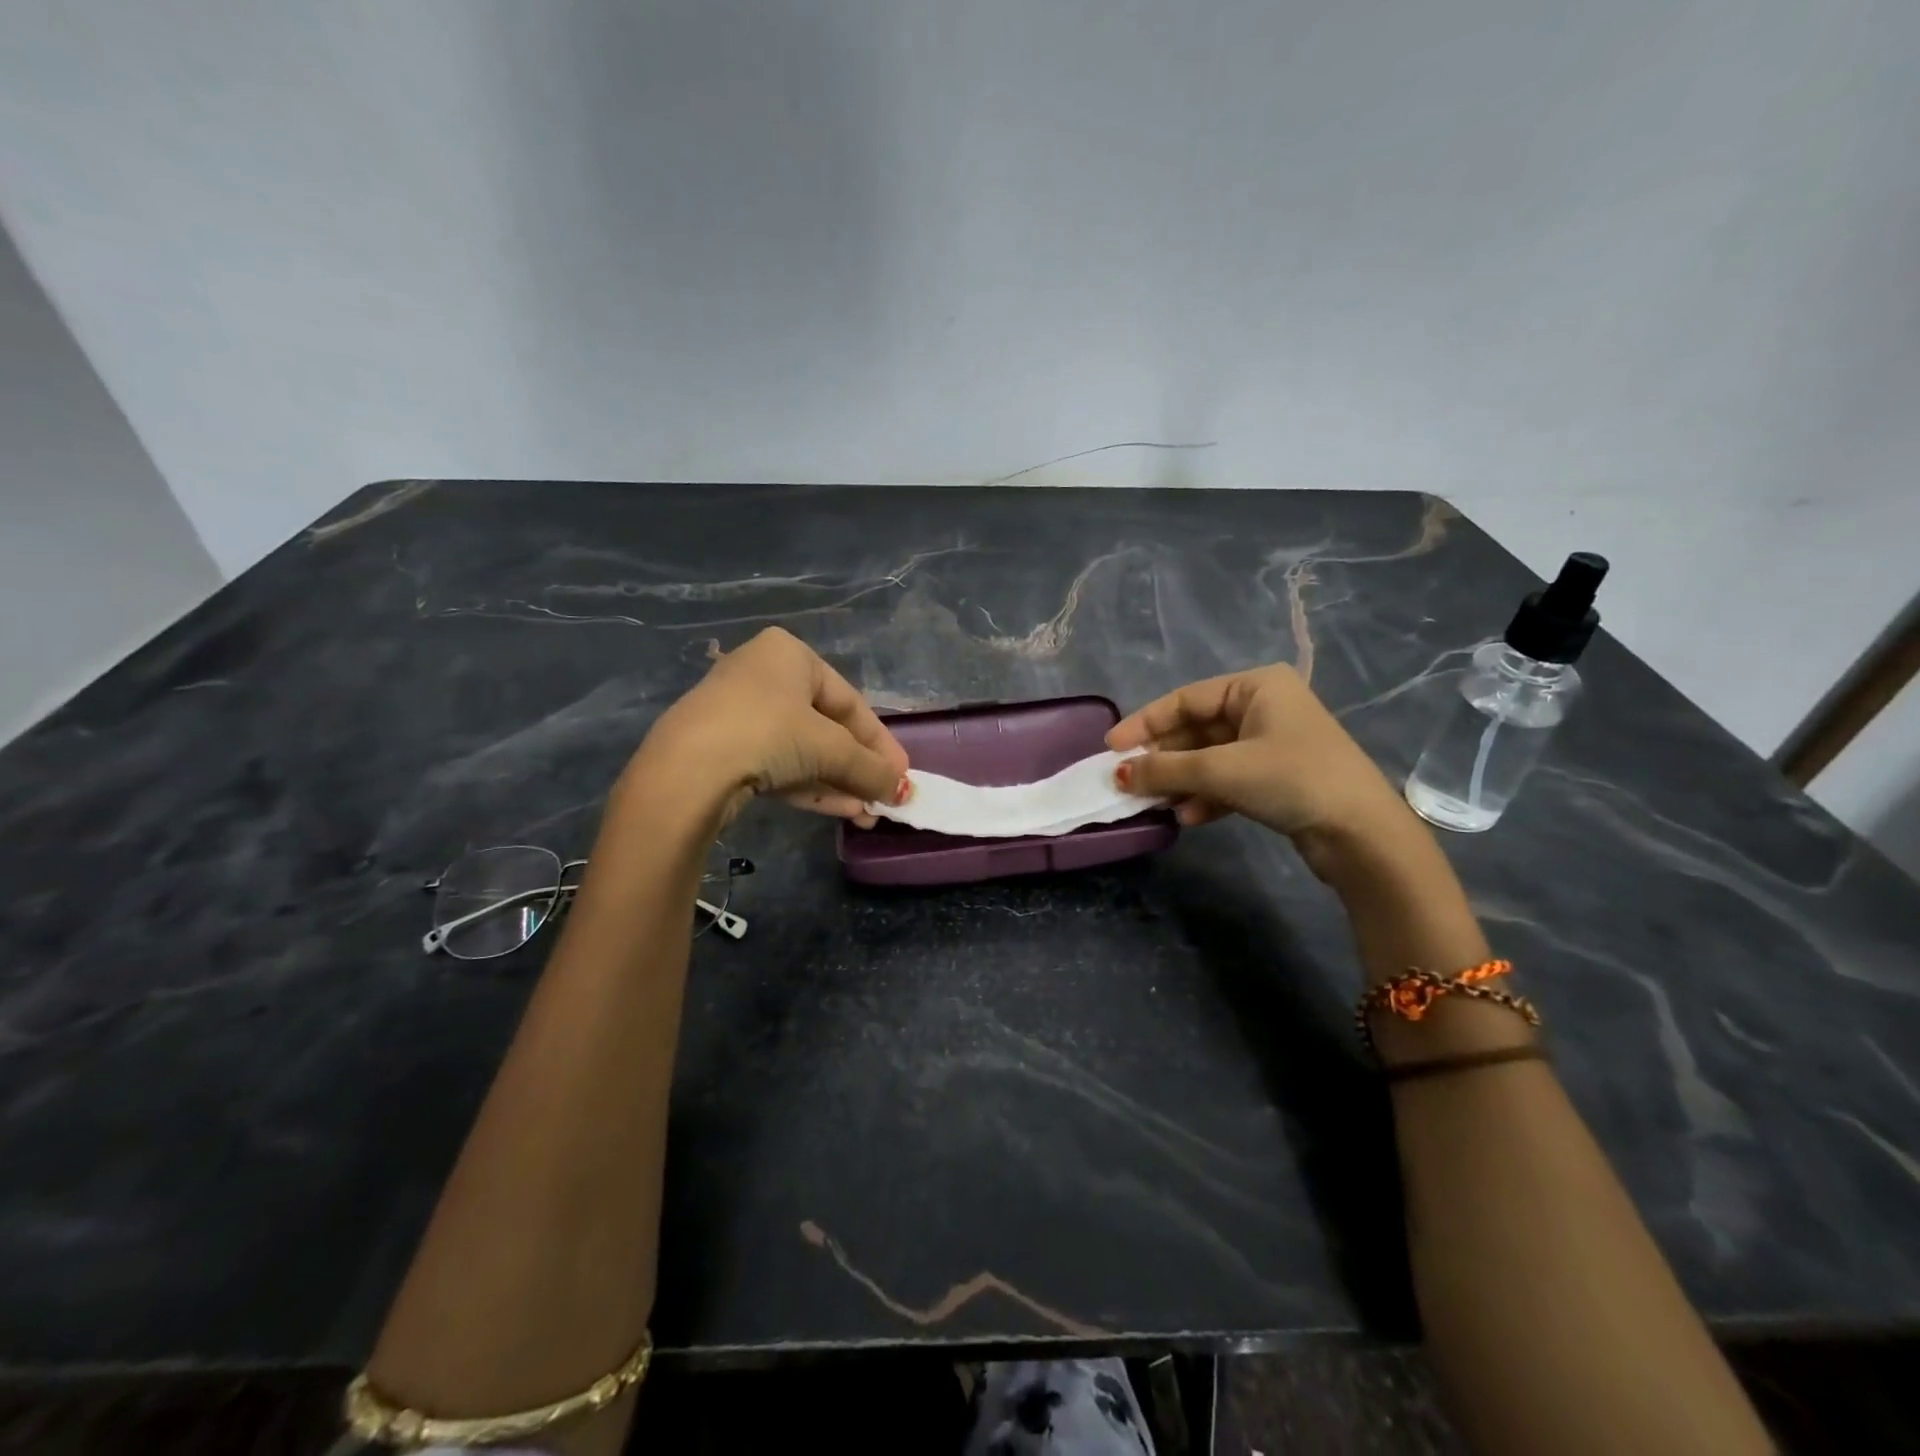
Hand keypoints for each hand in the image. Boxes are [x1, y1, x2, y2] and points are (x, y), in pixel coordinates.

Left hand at [626, 628, 908, 826]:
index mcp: (790, 655)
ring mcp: (740, 714)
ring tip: (868, 813)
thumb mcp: (830, 749)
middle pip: (828, 728)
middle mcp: (764, 675)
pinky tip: (843, 811)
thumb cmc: (769, 733)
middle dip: (859, 768)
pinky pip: (780, 766)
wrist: (687, 771)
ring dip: (840, 783)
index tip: (902, 774)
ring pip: (804, 751)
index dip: (880, 742)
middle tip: (886, 798)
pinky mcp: (725, 750)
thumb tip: (903, 791)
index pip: (850, 701)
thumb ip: (871, 768)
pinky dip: (812, 787)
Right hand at [1108, 663, 1414, 854]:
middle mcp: (1263, 708)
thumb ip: (1165, 769)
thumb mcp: (1222, 769)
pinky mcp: (1276, 778)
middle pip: (1195, 730)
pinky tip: (1188, 816)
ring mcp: (1271, 744)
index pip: (1185, 699)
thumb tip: (1118, 774)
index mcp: (1256, 687)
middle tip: (1128, 781)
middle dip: (1163, 759)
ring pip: (1209, 758)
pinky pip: (1227, 780)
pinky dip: (1205, 796)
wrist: (1361, 834)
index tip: (1111, 748)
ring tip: (1154, 803)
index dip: (1144, 723)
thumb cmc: (1291, 779)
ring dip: (1180, 781)